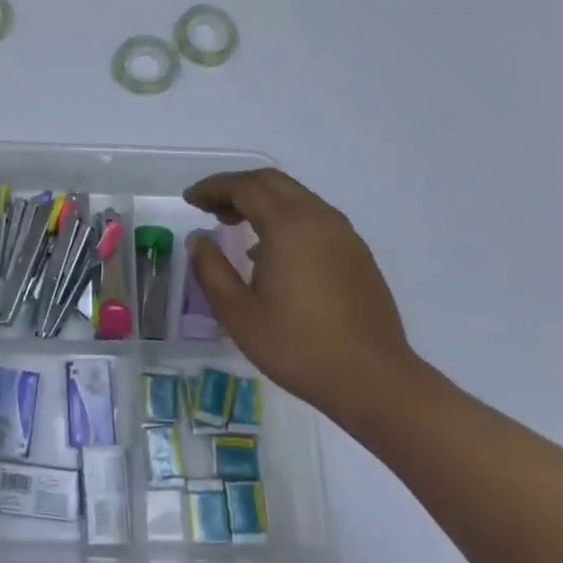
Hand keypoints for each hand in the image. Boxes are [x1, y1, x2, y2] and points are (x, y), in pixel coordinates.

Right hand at [184, 168, 425, 423]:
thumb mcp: (238, 313)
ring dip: (262, 201)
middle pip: (272, 182)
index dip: (212, 188)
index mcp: (288, 225)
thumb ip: (211, 269)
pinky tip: (270, 252)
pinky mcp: (357, 254)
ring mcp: (343, 235)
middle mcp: (319, 218)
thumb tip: (198, 239)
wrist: (373, 380)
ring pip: (296, 197)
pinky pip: (313, 218)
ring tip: (234, 225)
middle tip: (209, 207)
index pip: (244, 187)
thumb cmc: (298, 346)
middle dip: (236, 187)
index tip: (189, 200)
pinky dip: (284, 218)